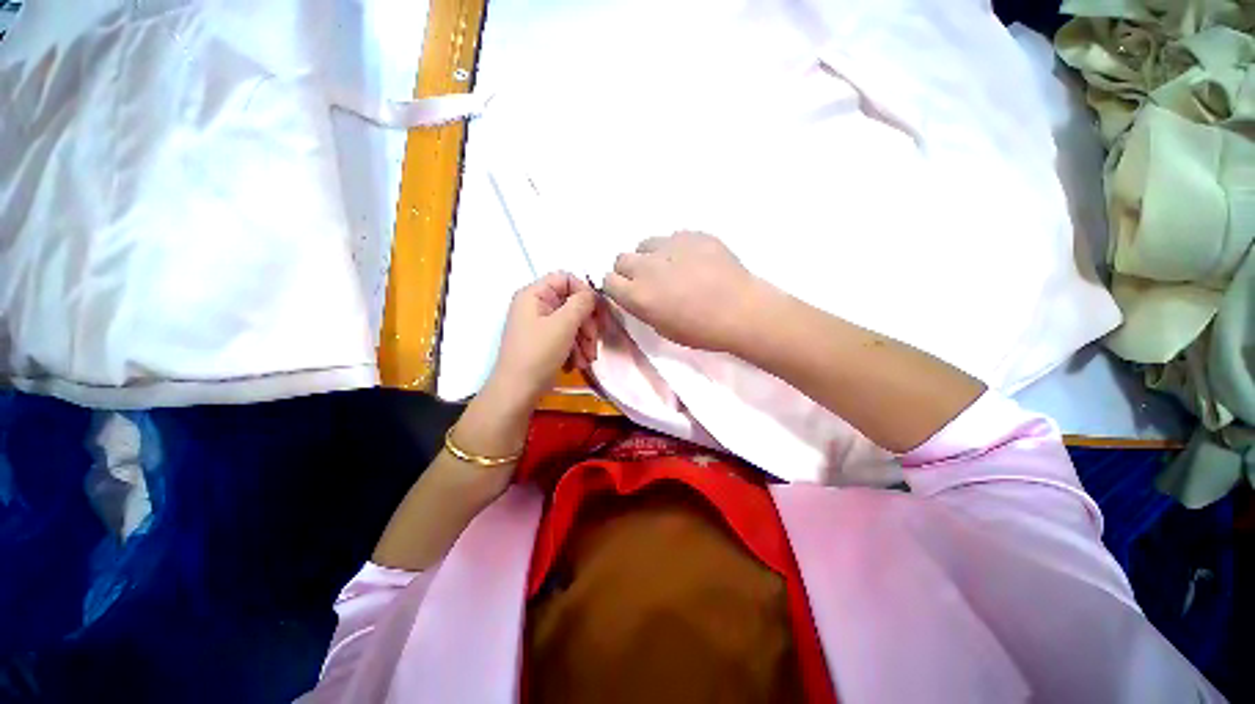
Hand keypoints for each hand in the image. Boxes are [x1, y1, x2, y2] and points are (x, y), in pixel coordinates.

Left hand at [486, 272, 598, 406]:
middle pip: (571, 304)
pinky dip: (575, 349)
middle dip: (587, 324)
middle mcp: (535, 306)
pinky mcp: (543, 342)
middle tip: (594, 342)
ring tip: (587, 360)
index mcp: (534, 295)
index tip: (598, 311)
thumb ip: (581, 303)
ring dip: (584, 340)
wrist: (517, 392)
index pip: (565, 279)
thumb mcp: (564, 325)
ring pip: (571, 323)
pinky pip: (565, 337)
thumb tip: (592, 294)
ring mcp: (538, 325)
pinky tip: (578, 364)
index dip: (584, 292)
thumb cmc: (538, 354)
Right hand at [603, 232, 763, 352]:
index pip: (608, 281)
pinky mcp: (691, 234)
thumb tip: (636, 293)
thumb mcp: (662, 327)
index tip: (629, 292)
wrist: (741, 311)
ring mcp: (670, 245)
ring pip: (646, 244)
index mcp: (637, 294)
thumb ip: (642, 306)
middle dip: (630, 270)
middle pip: (621, 259)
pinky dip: (676, 249)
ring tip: (672, 268)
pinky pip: (673, 238)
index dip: (618, 287)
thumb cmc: (701, 330)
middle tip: (650, 281)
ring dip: (651, 256)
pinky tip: (694, 261)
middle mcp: (647, 267)